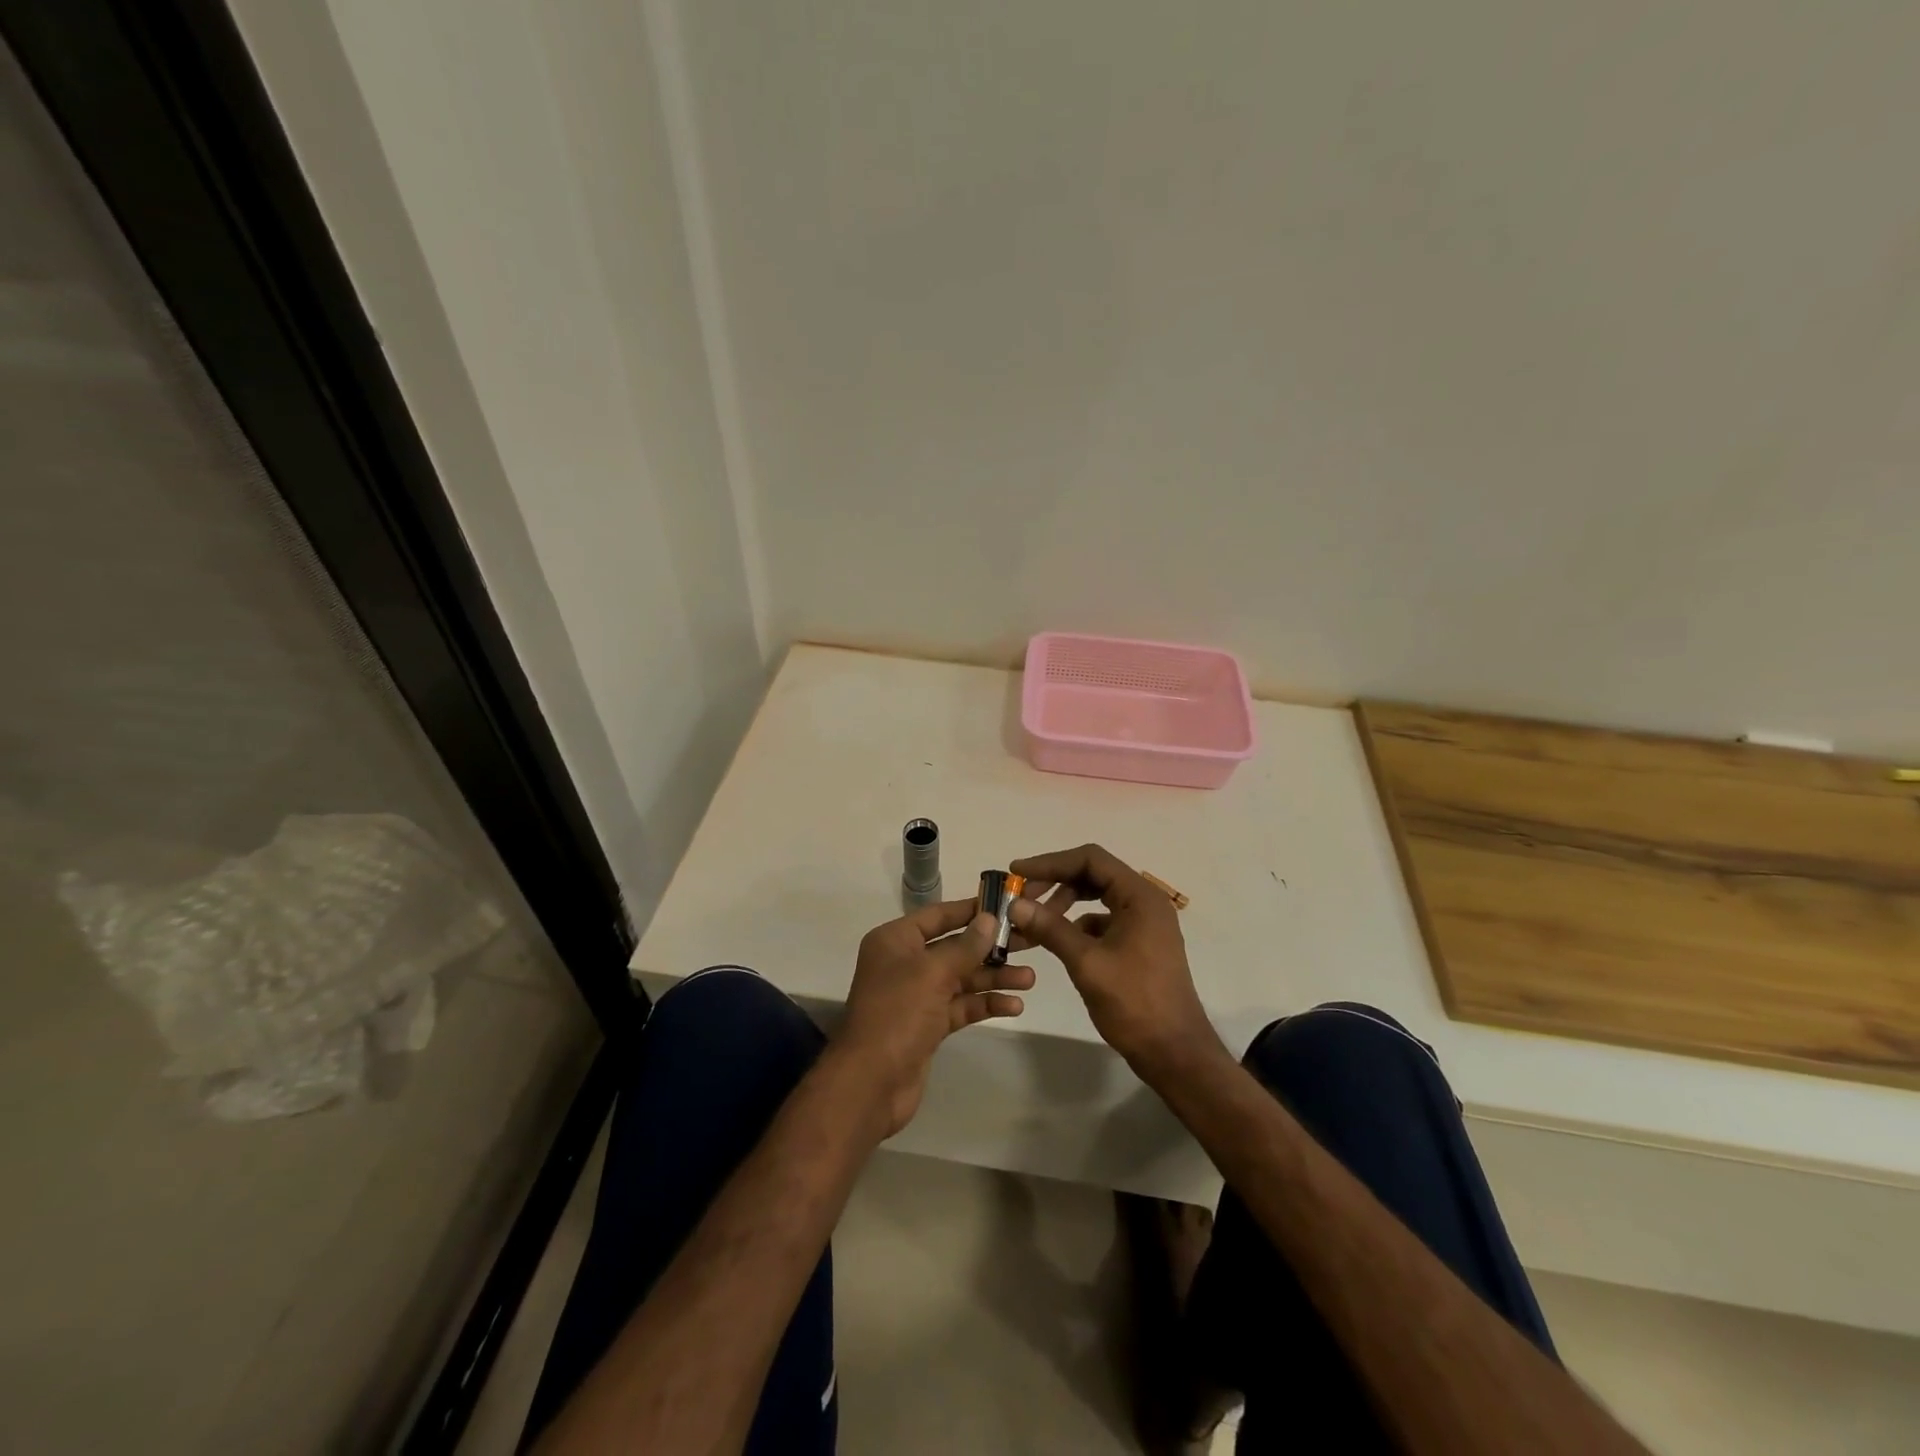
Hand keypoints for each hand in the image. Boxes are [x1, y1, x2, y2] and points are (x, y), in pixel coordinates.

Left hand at [833, 899, 1034, 1136]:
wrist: (871, 1083)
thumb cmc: (897, 1014)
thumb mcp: (932, 973)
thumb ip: (965, 946)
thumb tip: (989, 919)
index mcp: (895, 941)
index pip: (939, 915)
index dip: (971, 910)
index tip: (1007, 906)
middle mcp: (905, 963)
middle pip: (955, 947)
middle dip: (991, 948)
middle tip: (1031, 943)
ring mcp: (917, 995)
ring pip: (962, 979)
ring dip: (994, 978)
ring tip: (1030, 980)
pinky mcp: (929, 1025)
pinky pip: (961, 1006)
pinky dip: (985, 1004)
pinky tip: (1014, 1006)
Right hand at [1009, 844, 1224, 1083]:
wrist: (1175, 1054)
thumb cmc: (1134, 1004)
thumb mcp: (1087, 963)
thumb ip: (1051, 928)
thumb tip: (1015, 904)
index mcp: (1140, 897)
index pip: (1090, 859)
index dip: (1050, 862)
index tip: (1017, 873)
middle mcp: (1145, 902)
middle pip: (1093, 874)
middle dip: (1055, 882)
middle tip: (1022, 899)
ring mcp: (1144, 924)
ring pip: (1097, 897)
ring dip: (1064, 904)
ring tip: (1035, 922)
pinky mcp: (1140, 944)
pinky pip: (1103, 920)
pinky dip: (1078, 924)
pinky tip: (1059, 943)